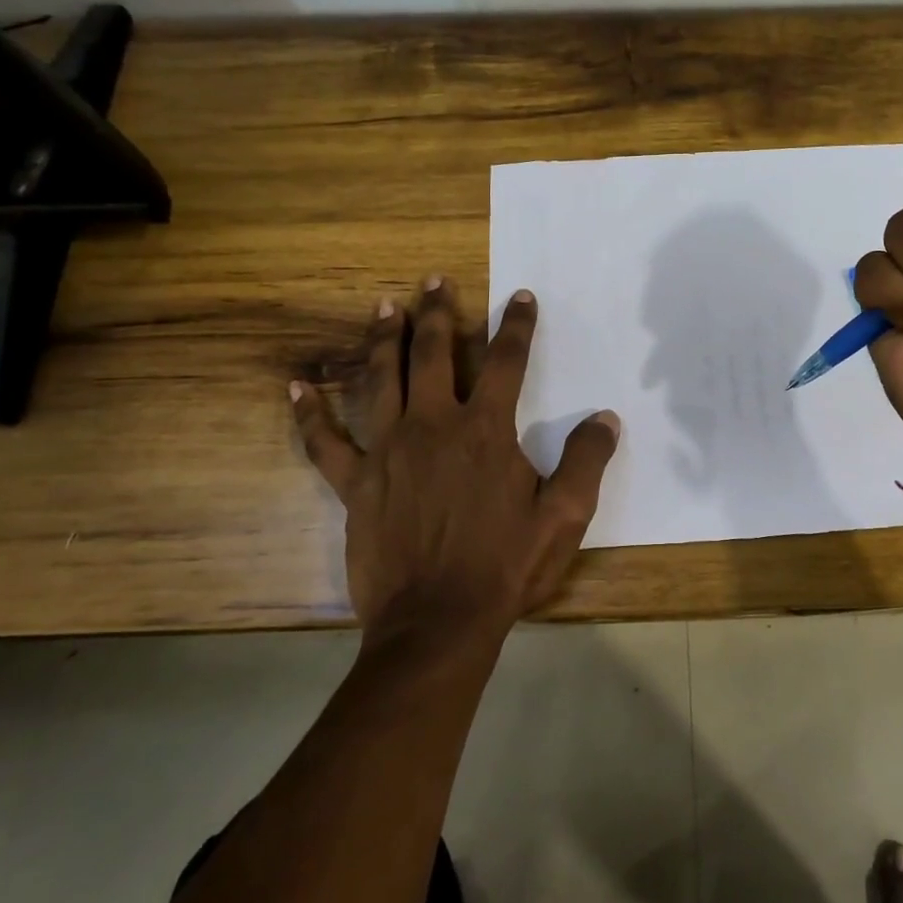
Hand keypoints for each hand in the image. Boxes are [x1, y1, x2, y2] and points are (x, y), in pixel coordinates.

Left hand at [290, 279, 620, 645]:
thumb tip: (606, 417)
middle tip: (434, 281)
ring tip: (384, 307)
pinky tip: (296, 388)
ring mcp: (388, 450)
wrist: (438, 621)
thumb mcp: (564, 516)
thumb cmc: (506, 566)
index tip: (520, 296)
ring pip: (381, 379)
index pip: (507, 361)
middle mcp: (433, 425)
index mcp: (485, 430)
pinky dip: (309, 414)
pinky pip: (325, 442)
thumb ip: (586, 461)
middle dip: (438, 313)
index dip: (516, 324)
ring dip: (384, 339)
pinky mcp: (355, 483)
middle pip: (435, 353)